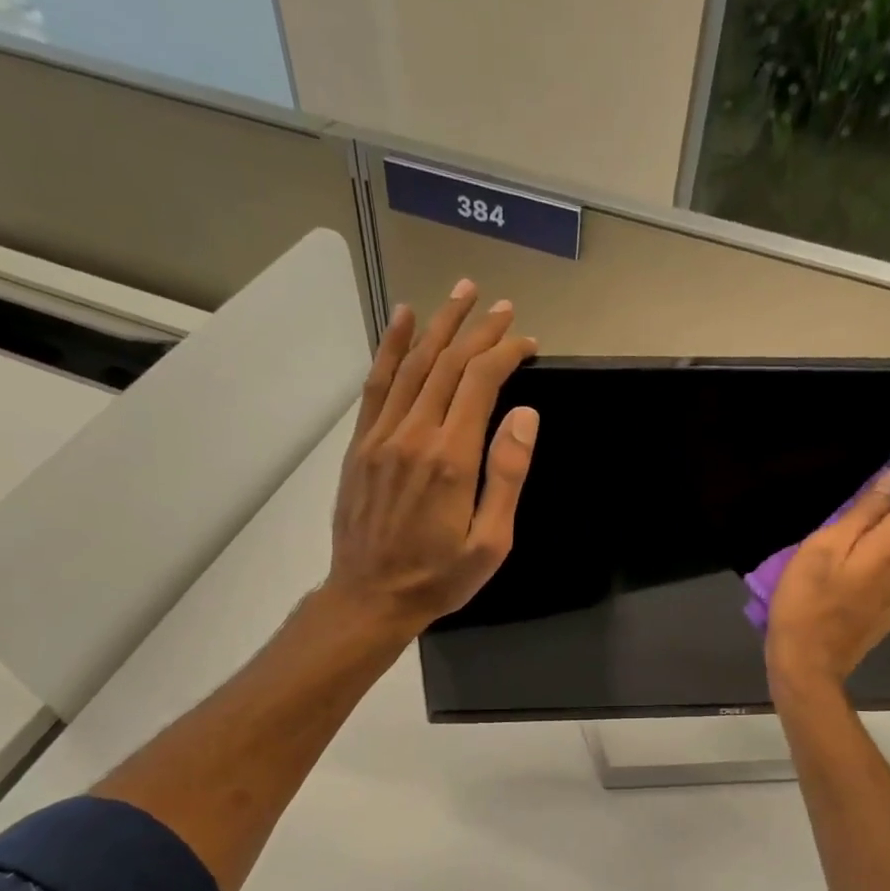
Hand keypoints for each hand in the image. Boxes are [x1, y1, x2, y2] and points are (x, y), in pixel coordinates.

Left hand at [323, 281, 540, 639]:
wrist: (370, 597)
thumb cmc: (439, 577)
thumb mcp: (490, 542)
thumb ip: (506, 476)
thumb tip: (524, 414)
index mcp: (451, 458)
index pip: (481, 383)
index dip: (506, 354)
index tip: (528, 342)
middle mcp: (414, 434)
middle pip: (448, 364)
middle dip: (478, 330)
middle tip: (502, 306)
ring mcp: (382, 436)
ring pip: (413, 365)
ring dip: (439, 325)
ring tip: (461, 293)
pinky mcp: (361, 444)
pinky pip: (377, 384)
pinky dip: (391, 348)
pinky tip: (404, 320)